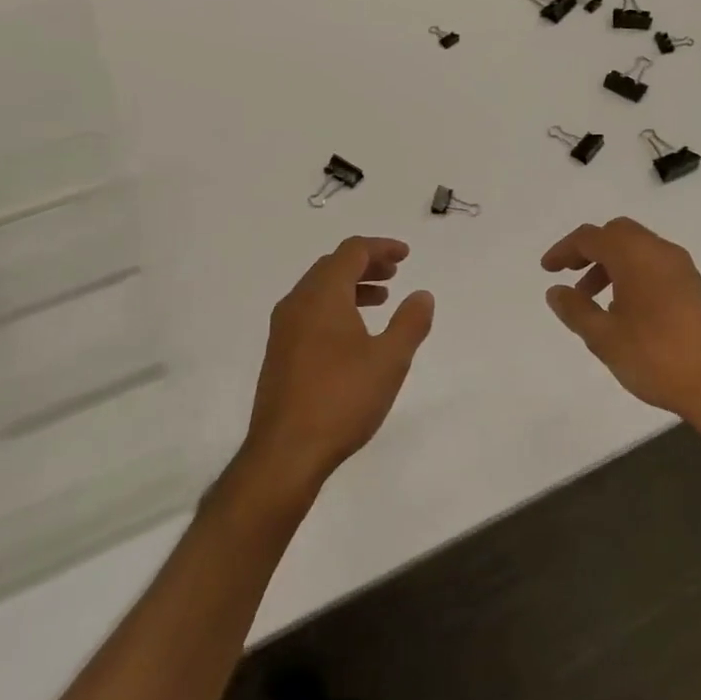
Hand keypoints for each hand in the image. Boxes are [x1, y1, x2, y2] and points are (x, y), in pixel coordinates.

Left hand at [243, 237, 434, 492]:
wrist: (286, 451)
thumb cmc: (342, 399)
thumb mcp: (390, 360)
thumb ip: (410, 322)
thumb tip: (421, 295)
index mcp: (322, 296)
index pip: (352, 252)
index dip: (381, 248)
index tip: (406, 255)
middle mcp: (297, 304)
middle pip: (332, 266)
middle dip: (366, 264)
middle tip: (395, 273)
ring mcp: (283, 329)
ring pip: (319, 290)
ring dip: (351, 286)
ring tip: (380, 300)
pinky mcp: (279, 353)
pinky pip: (309, 312)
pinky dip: (336, 307)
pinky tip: (354, 334)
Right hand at [541, 217, 700, 437]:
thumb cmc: (655, 357)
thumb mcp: (603, 337)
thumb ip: (575, 309)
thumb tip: (556, 290)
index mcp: (636, 256)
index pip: (592, 237)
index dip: (564, 250)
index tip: (547, 270)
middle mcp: (661, 252)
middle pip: (618, 234)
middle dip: (590, 250)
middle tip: (570, 277)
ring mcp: (682, 268)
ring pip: (638, 249)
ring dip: (611, 264)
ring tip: (593, 301)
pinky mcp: (694, 287)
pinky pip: (655, 266)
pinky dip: (632, 274)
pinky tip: (625, 310)